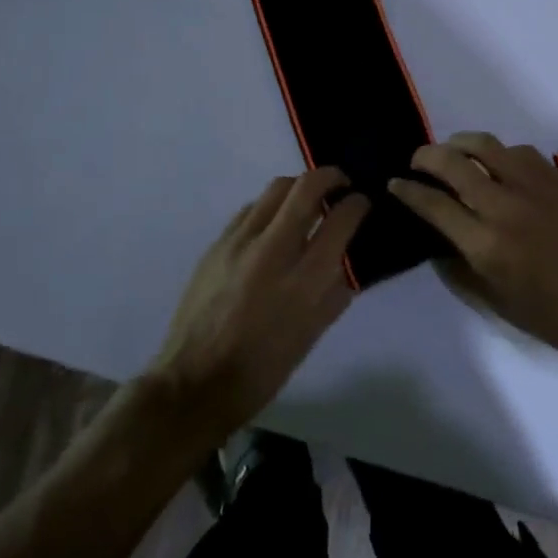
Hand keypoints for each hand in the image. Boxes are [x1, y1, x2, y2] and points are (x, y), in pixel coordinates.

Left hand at [149, 169, 367, 440]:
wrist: (195, 382)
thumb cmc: (262, 369)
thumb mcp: (311, 336)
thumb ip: (335, 293)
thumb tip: (348, 261)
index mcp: (304, 280)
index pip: (340, 219)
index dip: (358, 203)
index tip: (362, 202)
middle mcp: (273, 250)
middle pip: (307, 186)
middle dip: (331, 176)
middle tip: (340, 184)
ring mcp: (240, 242)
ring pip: (276, 188)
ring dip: (299, 187)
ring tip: (306, 202)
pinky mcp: (217, 243)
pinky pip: (251, 209)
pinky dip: (270, 207)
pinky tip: (272, 225)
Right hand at [389, 133, 557, 371]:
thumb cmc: (554, 317)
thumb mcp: (496, 303)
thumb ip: (459, 269)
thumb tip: (436, 241)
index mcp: (484, 243)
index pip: (432, 204)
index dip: (407, 191)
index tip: (395, 184)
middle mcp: (502, 205)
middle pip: (451, 163)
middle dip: (425, 156)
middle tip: (417, 162)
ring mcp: (531, 185)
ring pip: (483, 144)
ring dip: (458, 144)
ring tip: (451, 153)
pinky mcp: (555, 177)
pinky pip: (516, 150)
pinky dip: (496, 152)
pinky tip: (495, 164)